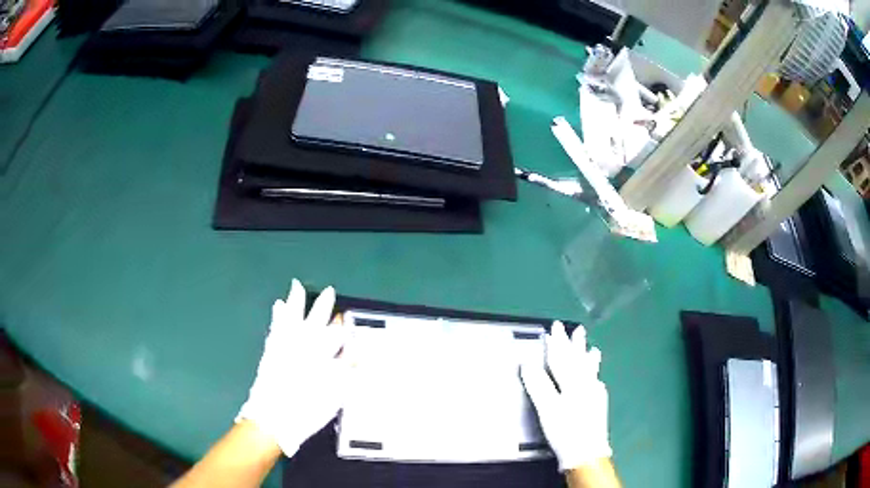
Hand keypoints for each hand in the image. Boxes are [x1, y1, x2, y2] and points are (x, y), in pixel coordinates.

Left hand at [236, 279, 345, 457]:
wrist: (274, 418)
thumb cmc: (308, 409)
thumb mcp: (336, 394)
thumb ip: (347, 371)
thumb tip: (359, 355)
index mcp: (323, 355)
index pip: (337, 333)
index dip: (343, 326)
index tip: (347, 318)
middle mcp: (305, 344)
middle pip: (316, 319)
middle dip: (323, 305)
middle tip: (329, 291)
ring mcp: (285, 345)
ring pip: (293, 317)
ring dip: (296, 302)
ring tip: (297, 286)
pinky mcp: (271, 350)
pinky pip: (275, 327)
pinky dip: (277, 316)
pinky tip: (278, 307)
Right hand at [520, 322, 611, 471]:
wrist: (586, 452)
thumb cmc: (565, 430)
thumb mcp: (547, 408)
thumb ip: (538, 385)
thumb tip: (527, 364)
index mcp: (573, 383)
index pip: (562, 358)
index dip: (556, 343)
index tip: (553, 327)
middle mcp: (586, 384)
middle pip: (579, 360)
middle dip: (575, 345)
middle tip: (577, 329)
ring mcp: (595, 394)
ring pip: (591, 371)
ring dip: (589, 359)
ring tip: (594, 349)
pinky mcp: (599, 405)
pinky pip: (596, 382)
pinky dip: (595, 376)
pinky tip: (597, 379)